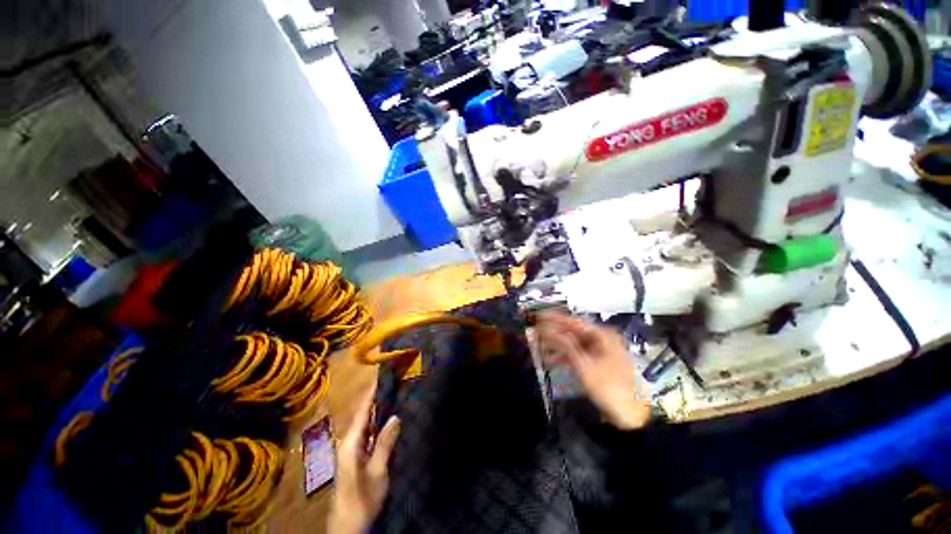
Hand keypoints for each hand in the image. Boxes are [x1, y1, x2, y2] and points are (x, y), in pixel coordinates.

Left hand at [328, 383, 400, 533]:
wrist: (347, 527)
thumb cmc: (361, 500)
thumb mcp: (377, 472)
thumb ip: (385, 443)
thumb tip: (395, 416)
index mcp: (351, 442)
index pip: (363, 410)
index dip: (372, 392)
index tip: (382, 375)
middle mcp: (348, 442)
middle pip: (364, 414)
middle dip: (377, 398)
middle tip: (394, 383)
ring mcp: (351, 450)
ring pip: (366, 424)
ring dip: (378, 410)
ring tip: (394, 395)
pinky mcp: (355, 458)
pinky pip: (367, 434)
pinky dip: (378, 424)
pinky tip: (389, 421)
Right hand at [535, 313, 650, 429]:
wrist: (631, 416)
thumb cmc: (609, 388)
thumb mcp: (585, 366)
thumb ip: (566, 345)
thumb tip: (549, 330)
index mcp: (602, 336)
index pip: (574, 322)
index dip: (555, 319)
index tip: (539, 316)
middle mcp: (602, 340)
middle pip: (573, 332)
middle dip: (554, 333)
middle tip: (536, 331)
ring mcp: (600, 352)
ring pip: (574, 344)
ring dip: (557, 346)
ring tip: (539, 346)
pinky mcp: (597, 364)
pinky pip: (578, 355)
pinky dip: (565, 357)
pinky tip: (551, 360)